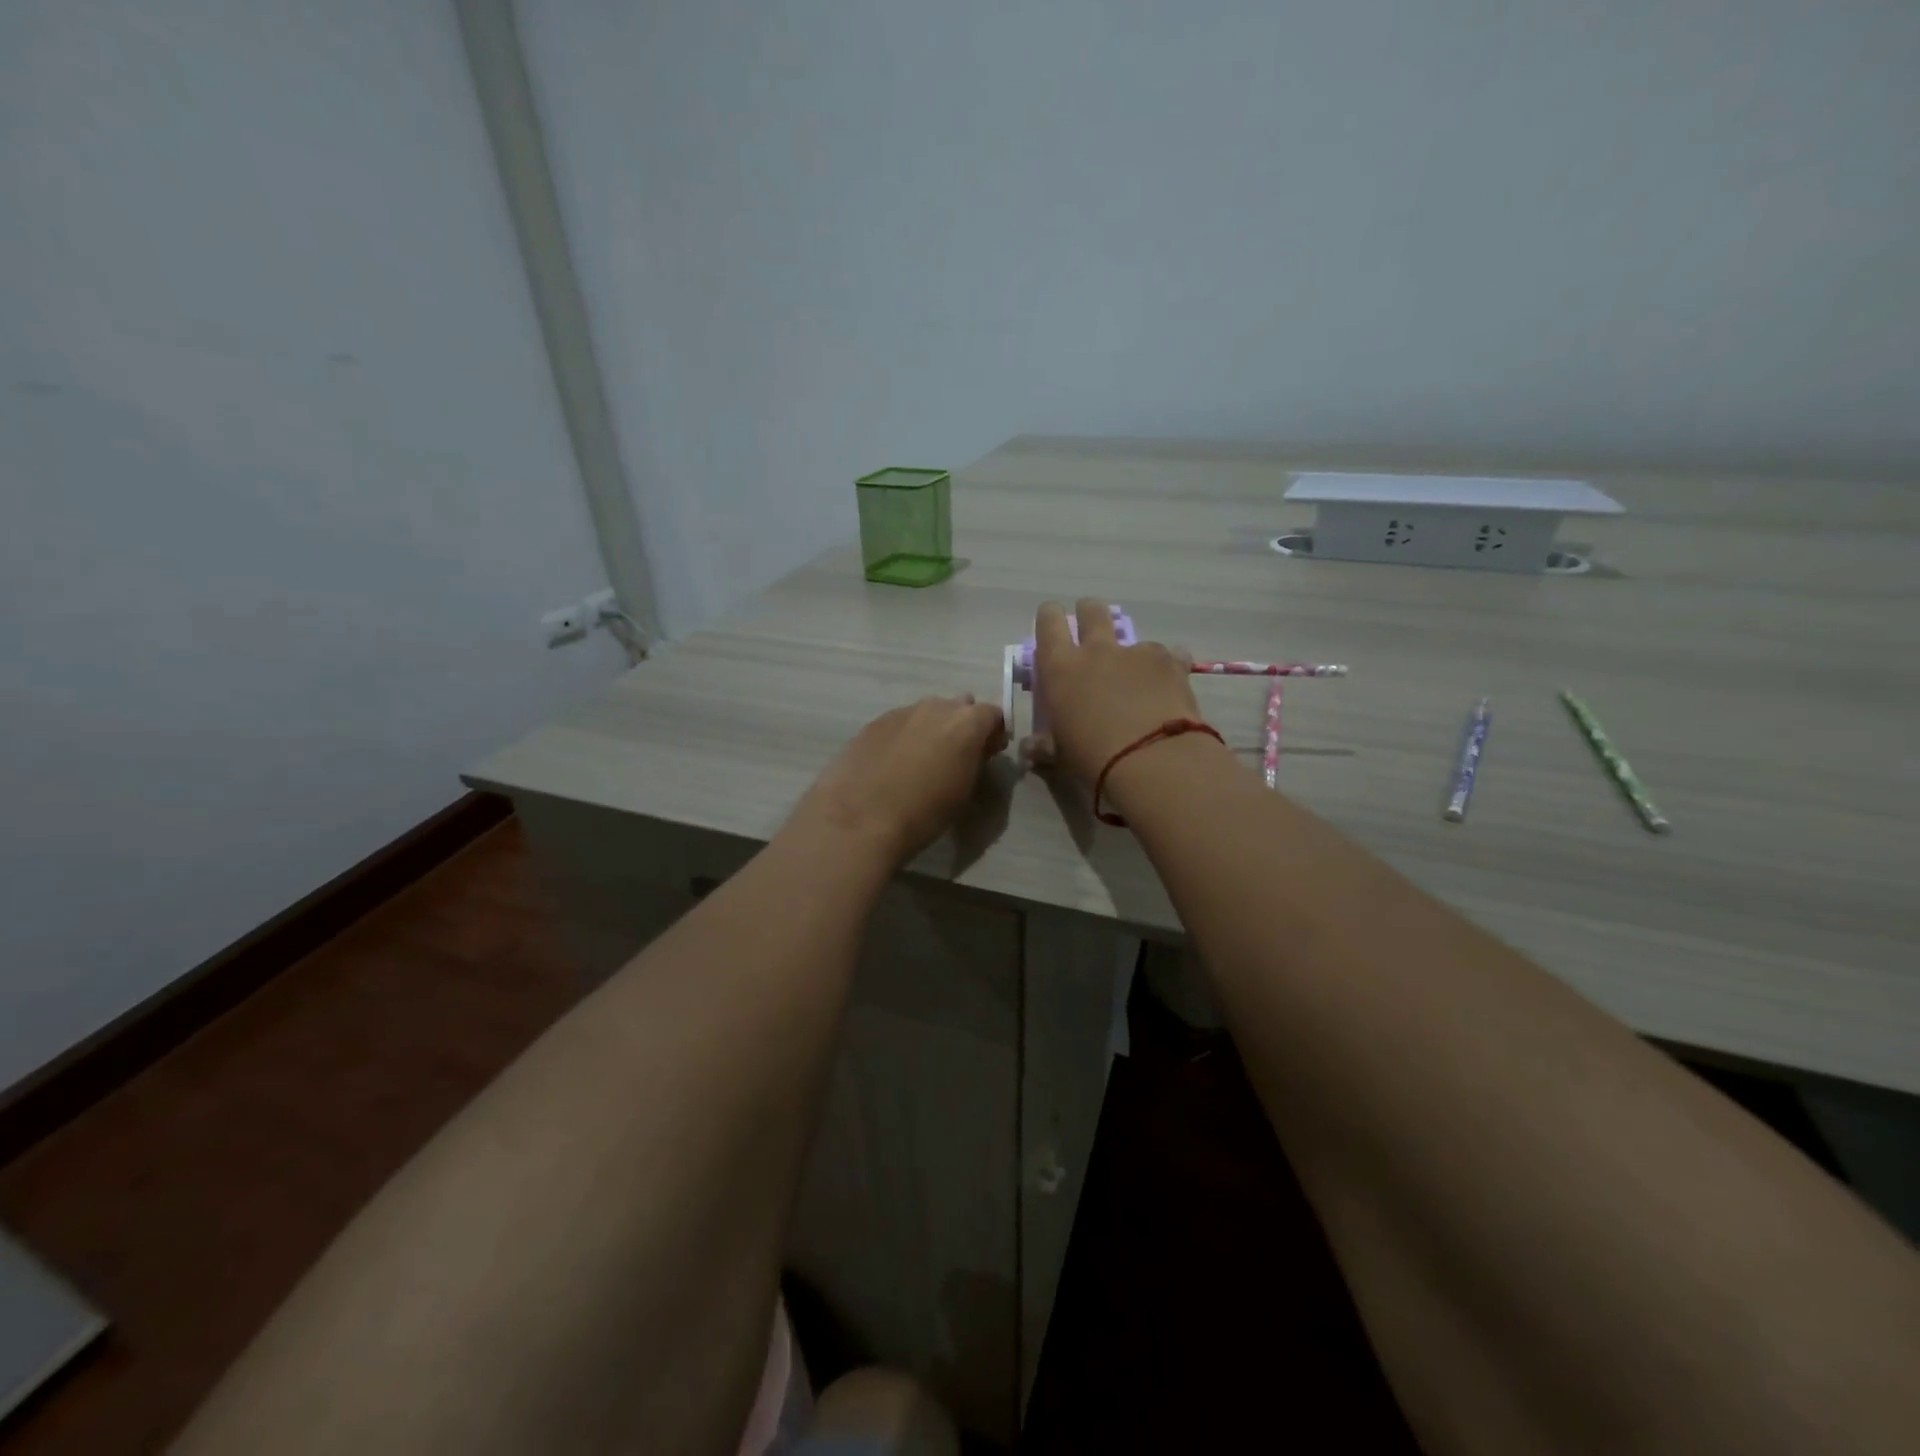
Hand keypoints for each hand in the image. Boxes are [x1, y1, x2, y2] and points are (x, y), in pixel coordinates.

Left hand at [788, 695, 1007, 866]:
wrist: (860, 819)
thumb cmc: (923, 813)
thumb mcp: (964, 791)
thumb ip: (974, 761)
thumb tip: (975, 751)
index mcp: (966, 723)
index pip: (992, 714)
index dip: (992, 733)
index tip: (988, 754)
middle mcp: (936, 707)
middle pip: (959, 707)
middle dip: (962, 726)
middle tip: (956, 756)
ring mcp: (902, 711)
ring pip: (927, 713)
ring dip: (931, 729)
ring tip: (921, 761)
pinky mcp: (874, 723)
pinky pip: (900, 723)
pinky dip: (904, 737)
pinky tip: (893, 763)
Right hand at [1031, 599, 1201, 787]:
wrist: (1152, 760)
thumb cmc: (1092, 757)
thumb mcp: (1060, 755)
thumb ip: (1044, 745)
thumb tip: (1030, 749)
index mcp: (1060, 667)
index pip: (1048, 621)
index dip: (1050, 618)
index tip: (1052, 625)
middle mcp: (1097, 650)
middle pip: (1091, 609)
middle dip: (1090, 614)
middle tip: (1092, 635)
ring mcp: (1137, 652)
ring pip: (1131, 636)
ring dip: (1129, 652)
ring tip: (1136, 679)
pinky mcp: (1171, 662)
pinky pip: (1169, 655)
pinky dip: (1167, 668)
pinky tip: (1168, 688)